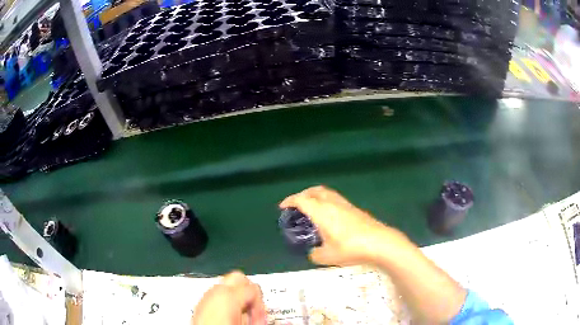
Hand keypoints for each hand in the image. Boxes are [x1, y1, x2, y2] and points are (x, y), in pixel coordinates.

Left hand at [192, 271, 266, 324]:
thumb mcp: (247, 321)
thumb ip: (256, 309)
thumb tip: (262, 307)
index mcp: (228, 293)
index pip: (254, 287)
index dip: (260, 302)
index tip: (259, 315)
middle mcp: (215, 290)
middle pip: (239, 277)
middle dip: (249, 291)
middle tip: (252, 308)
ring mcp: (206, 295)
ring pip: (227, 285)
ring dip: (237, 296)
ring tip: (241, 313)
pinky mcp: (201, 302)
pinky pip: (217, 294)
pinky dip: (226, 300)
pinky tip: (229, 314)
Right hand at [280, 185, 397, 265]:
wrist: (379, 242)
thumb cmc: (351, 248)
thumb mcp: (328, 257)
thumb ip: (315, 254)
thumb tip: (313, 252)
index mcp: (322, 212)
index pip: (302, 200)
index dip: (290, 201)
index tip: (282, 207)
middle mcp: (332, 203)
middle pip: (314, 191)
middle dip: (302, 195)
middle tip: (296, 205)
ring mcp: (345, 204)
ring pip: (325, 193)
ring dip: (314, 196)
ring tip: (310, 208)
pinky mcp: (354, 208)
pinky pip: (334, 198)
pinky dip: (325, 201)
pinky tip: (327, 215)